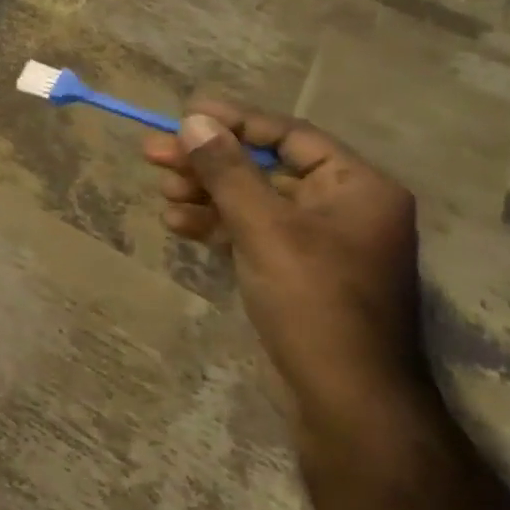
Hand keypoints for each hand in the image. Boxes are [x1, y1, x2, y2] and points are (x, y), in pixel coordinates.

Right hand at [143, 101, 429, 436]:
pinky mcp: (296, 270)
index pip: (288, 136)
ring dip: (205, 194)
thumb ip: (227, 171)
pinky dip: (216, 225)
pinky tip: (179, 224)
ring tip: (163, 194)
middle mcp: (342, 207)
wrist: (345, 396)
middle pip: (263, 168)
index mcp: (356, 187)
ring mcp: (318, 241)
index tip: (184, 114)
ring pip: (251, 201)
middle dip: (207, 162)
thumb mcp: (264, 227)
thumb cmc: (314, 300)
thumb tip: (193, 120)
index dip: (234, 122)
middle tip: (152, 153)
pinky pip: (251, 232)